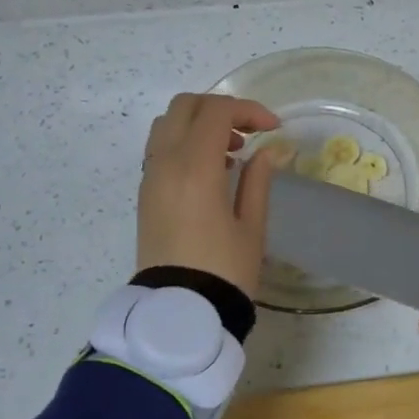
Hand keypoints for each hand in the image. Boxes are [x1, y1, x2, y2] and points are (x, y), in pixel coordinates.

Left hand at [137, 93, 290, 298]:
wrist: (179, 313)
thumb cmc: (224, 271)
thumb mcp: (252, 226)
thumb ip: (258, 180)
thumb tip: (268, 151)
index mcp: (195, 168)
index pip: (217, 112)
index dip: (249, 110)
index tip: (274, 128)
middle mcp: (165, 163)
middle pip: (185, 106)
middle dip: (220, 108)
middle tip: (249, 133)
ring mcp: (150, 177)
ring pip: (167, 123)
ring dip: (199, 123)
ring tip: (230, 152)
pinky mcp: (145, 193)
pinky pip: (160, 148)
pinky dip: (184, 142)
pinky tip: (211, 171)